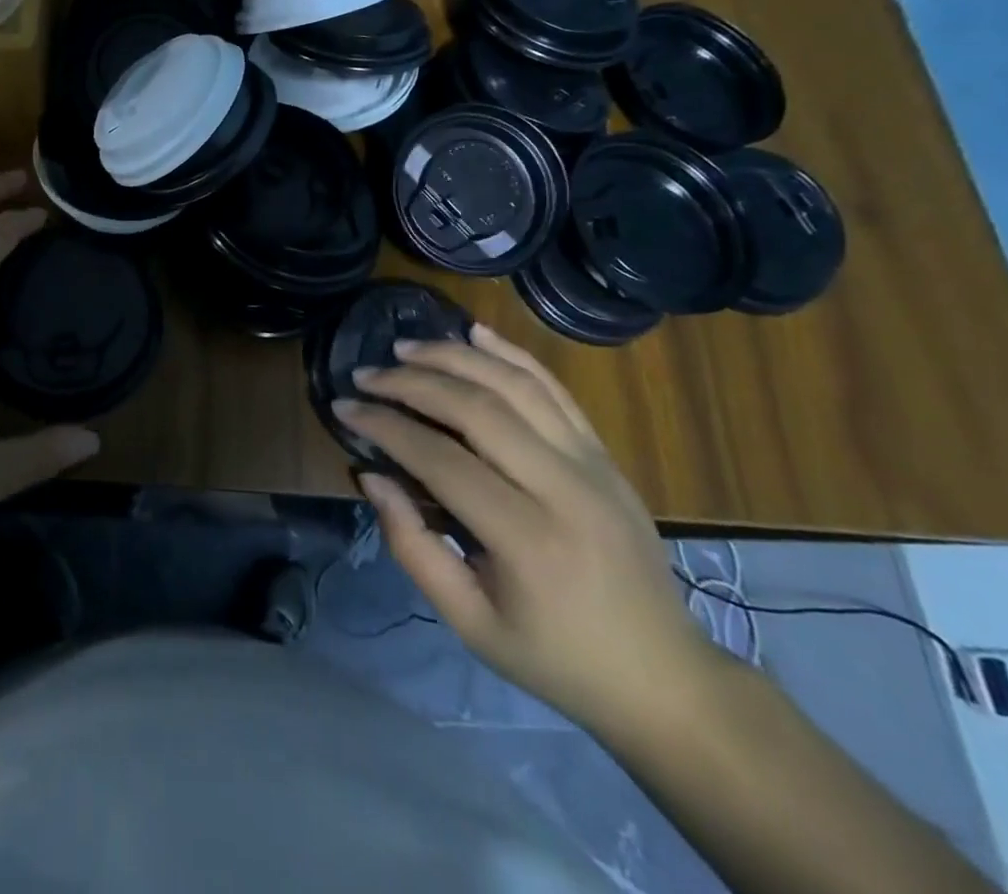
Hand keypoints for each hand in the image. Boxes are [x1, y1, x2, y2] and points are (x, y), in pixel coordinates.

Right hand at [336, 325, 721, 737]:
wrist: (663, 676)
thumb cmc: (555, 657)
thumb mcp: (469, 622)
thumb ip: (412, 546)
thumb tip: (371, 475)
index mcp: (528, 540)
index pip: (441, 459)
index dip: (386, 426)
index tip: (344, 406)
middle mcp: (564, 488)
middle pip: (477, 408)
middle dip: (412, 382)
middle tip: (366, 373)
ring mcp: (593, 464)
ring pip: (516, 384)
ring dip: (456, 356)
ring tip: (407, 348)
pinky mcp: (605, 454)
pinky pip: (555, 389)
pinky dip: (513, 353)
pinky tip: (476, 330)